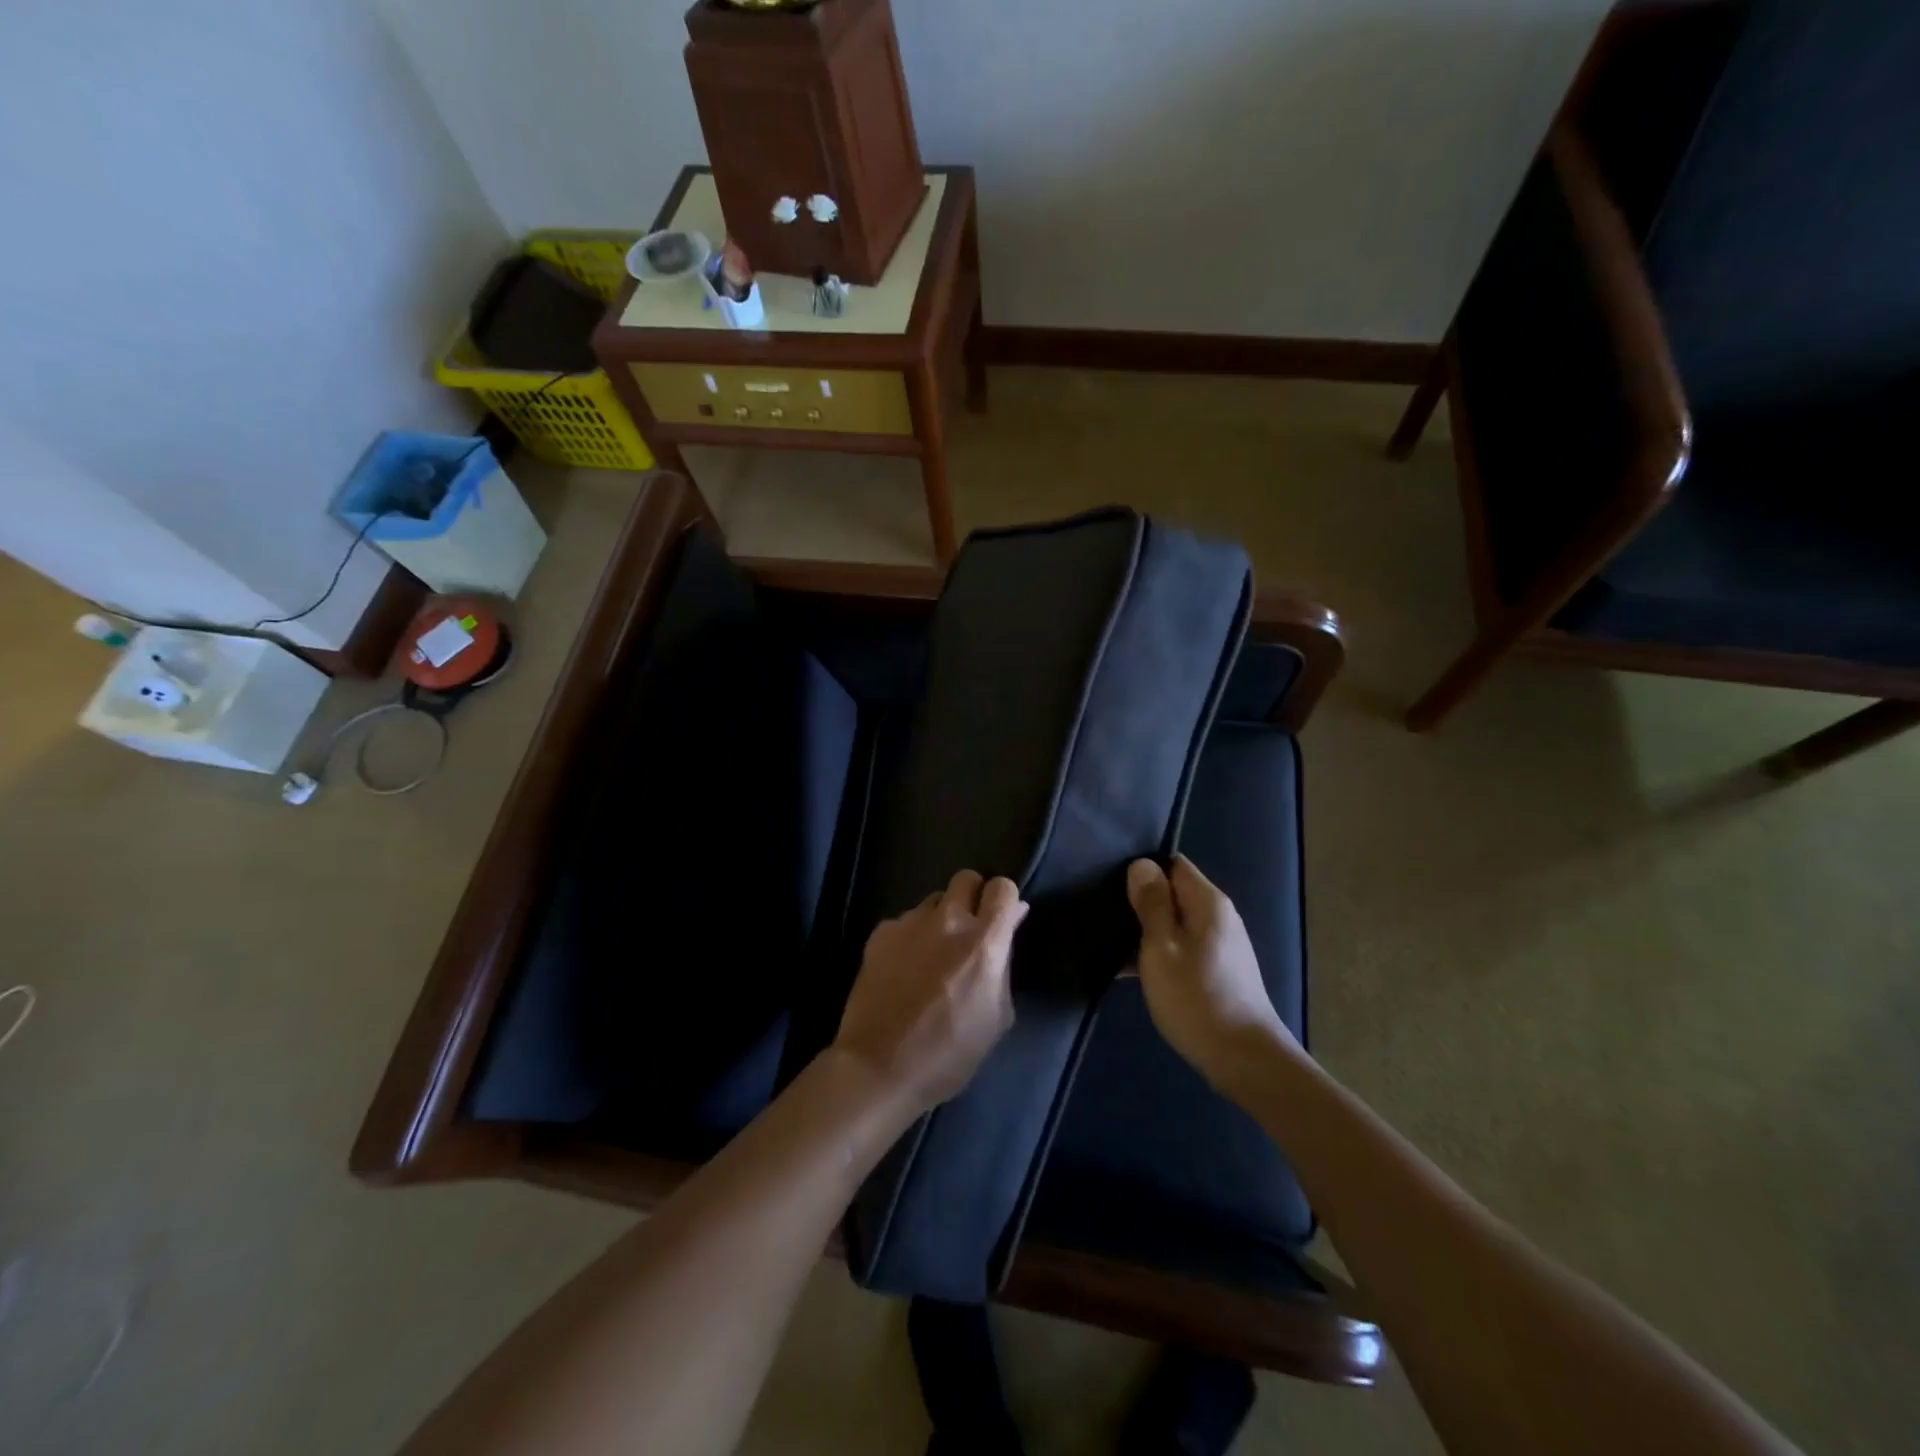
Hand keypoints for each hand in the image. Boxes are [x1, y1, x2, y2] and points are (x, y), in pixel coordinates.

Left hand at [833, 870, 1027, 1114]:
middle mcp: (947, 920)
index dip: (1005, 901)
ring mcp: (909, 923)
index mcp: (984, 941)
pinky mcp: (880, 933)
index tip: (1002, 922)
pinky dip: (911, 936)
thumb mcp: (997, 1016)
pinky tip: (904, 969)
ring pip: (933, 901)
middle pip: (966, 879)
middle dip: (973, 898)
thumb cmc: (950, 1053)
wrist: (879, 1067)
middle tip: (969, 932)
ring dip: (940, 918)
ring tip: (932, 955)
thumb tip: (1010, 923)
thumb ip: (1004, 963)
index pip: (1003, 887)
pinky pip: (905, 921)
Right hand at [1126, 856, 1298, 1091]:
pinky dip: (1159, 952)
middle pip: (1174, 892)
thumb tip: (1142, 865)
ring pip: (1175, 922)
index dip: (1143, 869)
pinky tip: (1130, 970)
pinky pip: (1181, 947)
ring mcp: (1220, 945)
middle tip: (1104, 911)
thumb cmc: (1196, 999)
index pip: (1173, 864)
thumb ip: (1152, 904)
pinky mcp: (1217, 970)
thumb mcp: (1162, 947)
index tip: (1111, 883)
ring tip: (1109, 939)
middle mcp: (1219, 917)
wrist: (1244, 1060)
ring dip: (1146, 930)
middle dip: (1141, 900)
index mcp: (1208, 903)